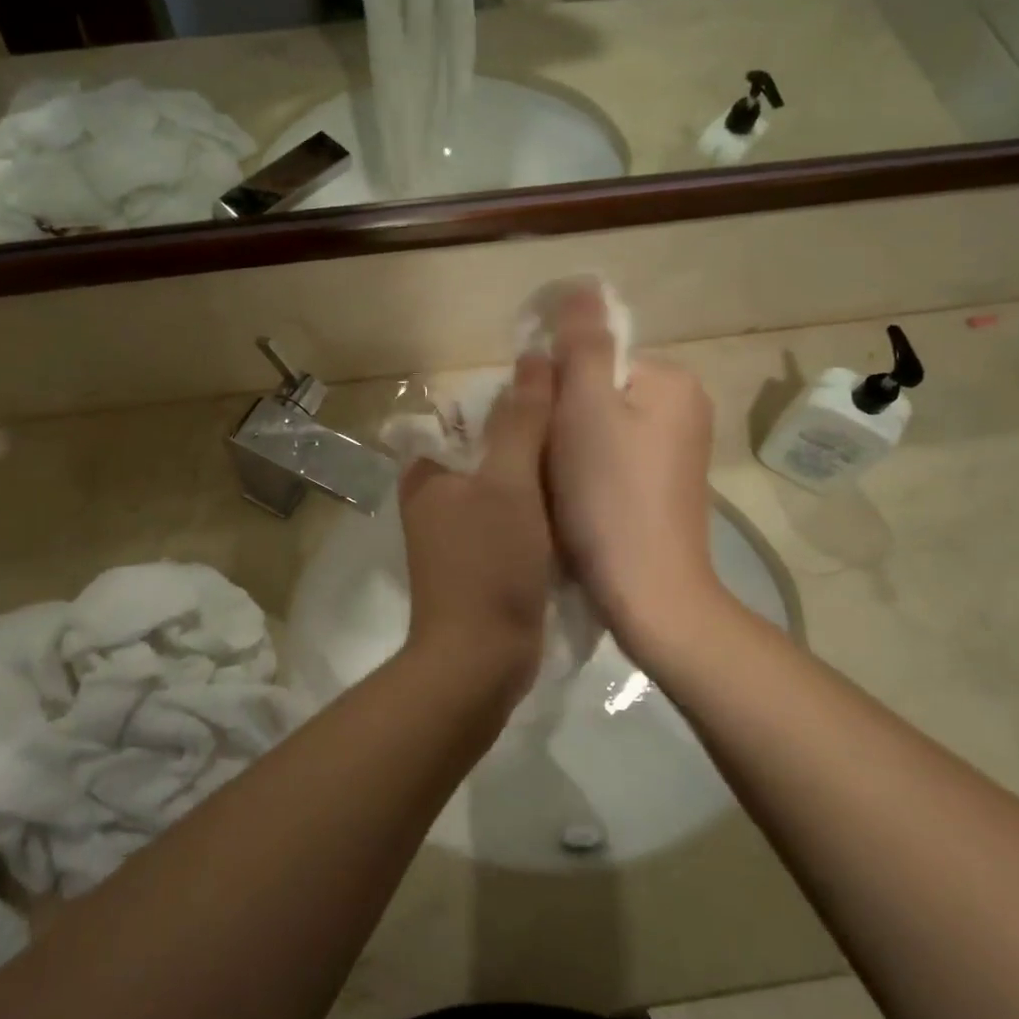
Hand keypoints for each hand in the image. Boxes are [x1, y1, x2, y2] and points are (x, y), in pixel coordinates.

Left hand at [398, 355, 555, 673]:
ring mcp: (459, 529)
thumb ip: (520, 421)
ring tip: (589, 453)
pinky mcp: (483, 557)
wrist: (481, 660)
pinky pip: (516, 515)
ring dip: (542, 472)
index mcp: (428, 469)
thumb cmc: (489, 564)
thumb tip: (534, 358)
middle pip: (493, 448)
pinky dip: (541, 506)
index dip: (519, 400)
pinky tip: (576, 499)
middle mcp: (437, 494)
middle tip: (585, 425)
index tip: (565, 395)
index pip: (473, 414)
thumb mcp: (508, 483)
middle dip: (535, 436)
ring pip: (508, 483)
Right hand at [546, 284, 724, 655]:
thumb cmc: (609, 495)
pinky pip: (610, 458)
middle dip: (560, 416)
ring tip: (551, 482)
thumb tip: (581, 285)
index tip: (537, 423)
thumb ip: (581, 343)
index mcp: (670, 380)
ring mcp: (676, 452)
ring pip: (598, 427)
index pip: (595, 355)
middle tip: (540, 456)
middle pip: (596, 390)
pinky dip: (585, 471)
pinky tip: (573, 500)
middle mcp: (684, 408)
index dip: (555, 383)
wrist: (648, 592)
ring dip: (566, 445)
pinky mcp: (663, 488)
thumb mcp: (585, 408)